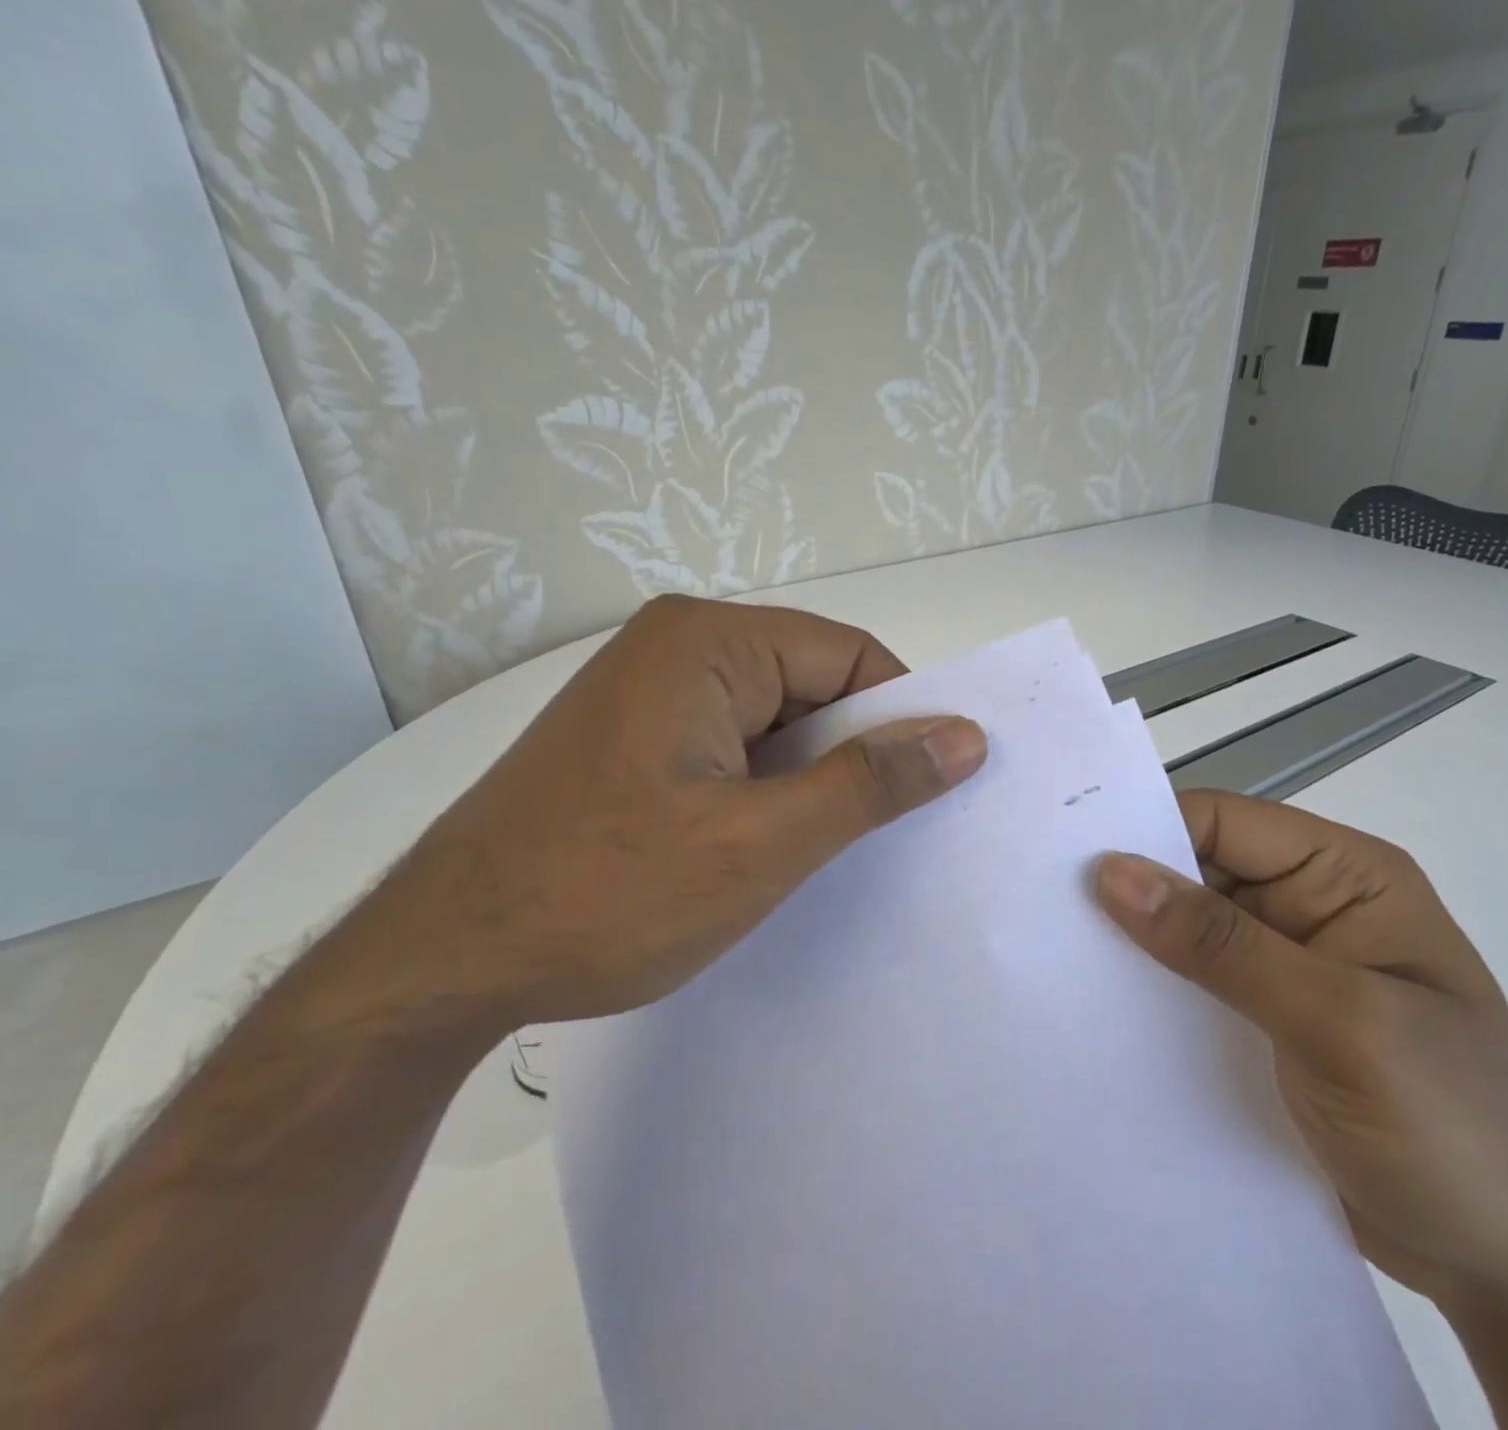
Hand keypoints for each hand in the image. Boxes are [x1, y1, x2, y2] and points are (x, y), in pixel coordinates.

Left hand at [349, 596, 987, 1031]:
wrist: (439, 966)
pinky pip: (734, 746)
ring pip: (775, 721)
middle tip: (881, 832)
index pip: (850, 656)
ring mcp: (649, 693)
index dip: (900, 717)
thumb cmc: (606, 895)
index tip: (929, 788)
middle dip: (852, 753)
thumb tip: (966, 736)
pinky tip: (767, 845)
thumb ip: (871, 783)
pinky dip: (767, 789)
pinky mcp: (635, 740)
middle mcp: (677, 647)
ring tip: (823, 847)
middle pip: (812, 684)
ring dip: (809, 778)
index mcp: (707, 642)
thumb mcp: (762, 843)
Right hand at [1095, 790, 1507, 1312]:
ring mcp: (1289, 965)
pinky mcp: (1268, 1018)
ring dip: (1137, 940)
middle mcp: (1312, 905)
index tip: (1069, 857)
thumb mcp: (1335, 1022)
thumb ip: (1221, 943)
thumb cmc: (1448, 1126)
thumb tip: (1114, 872)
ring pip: (1191, 927)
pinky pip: (1196, 981)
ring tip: (1057, 953)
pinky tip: (1103, 1004)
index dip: (1151, 830)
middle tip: (1044, 904)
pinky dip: (1154, 986)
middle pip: (1202, 870)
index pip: (1228, 823)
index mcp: (1346, 877)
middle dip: (1134, 886)